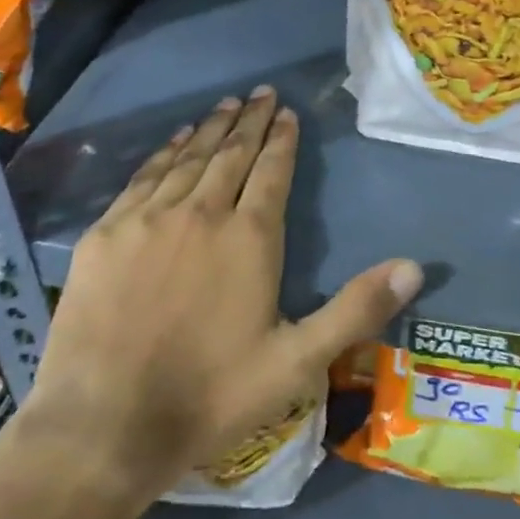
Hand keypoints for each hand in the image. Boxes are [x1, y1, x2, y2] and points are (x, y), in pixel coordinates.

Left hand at [9, 88, 422, 509]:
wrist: (103, 426)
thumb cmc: (210, 396)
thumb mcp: (297, 363)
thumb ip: (356, 309)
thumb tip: (416, 266)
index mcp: (249, 237)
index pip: (272, 171)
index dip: (282, 139)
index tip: (287, 112)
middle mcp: (201, 213)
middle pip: (231, 153)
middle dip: (250, 120)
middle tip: (261, 92)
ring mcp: (149, 219)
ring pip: (189, 158)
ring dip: (212, 128)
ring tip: (226, 105)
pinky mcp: (107, 233)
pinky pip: (144, 177)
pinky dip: (166, 152)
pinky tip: (176, 140)